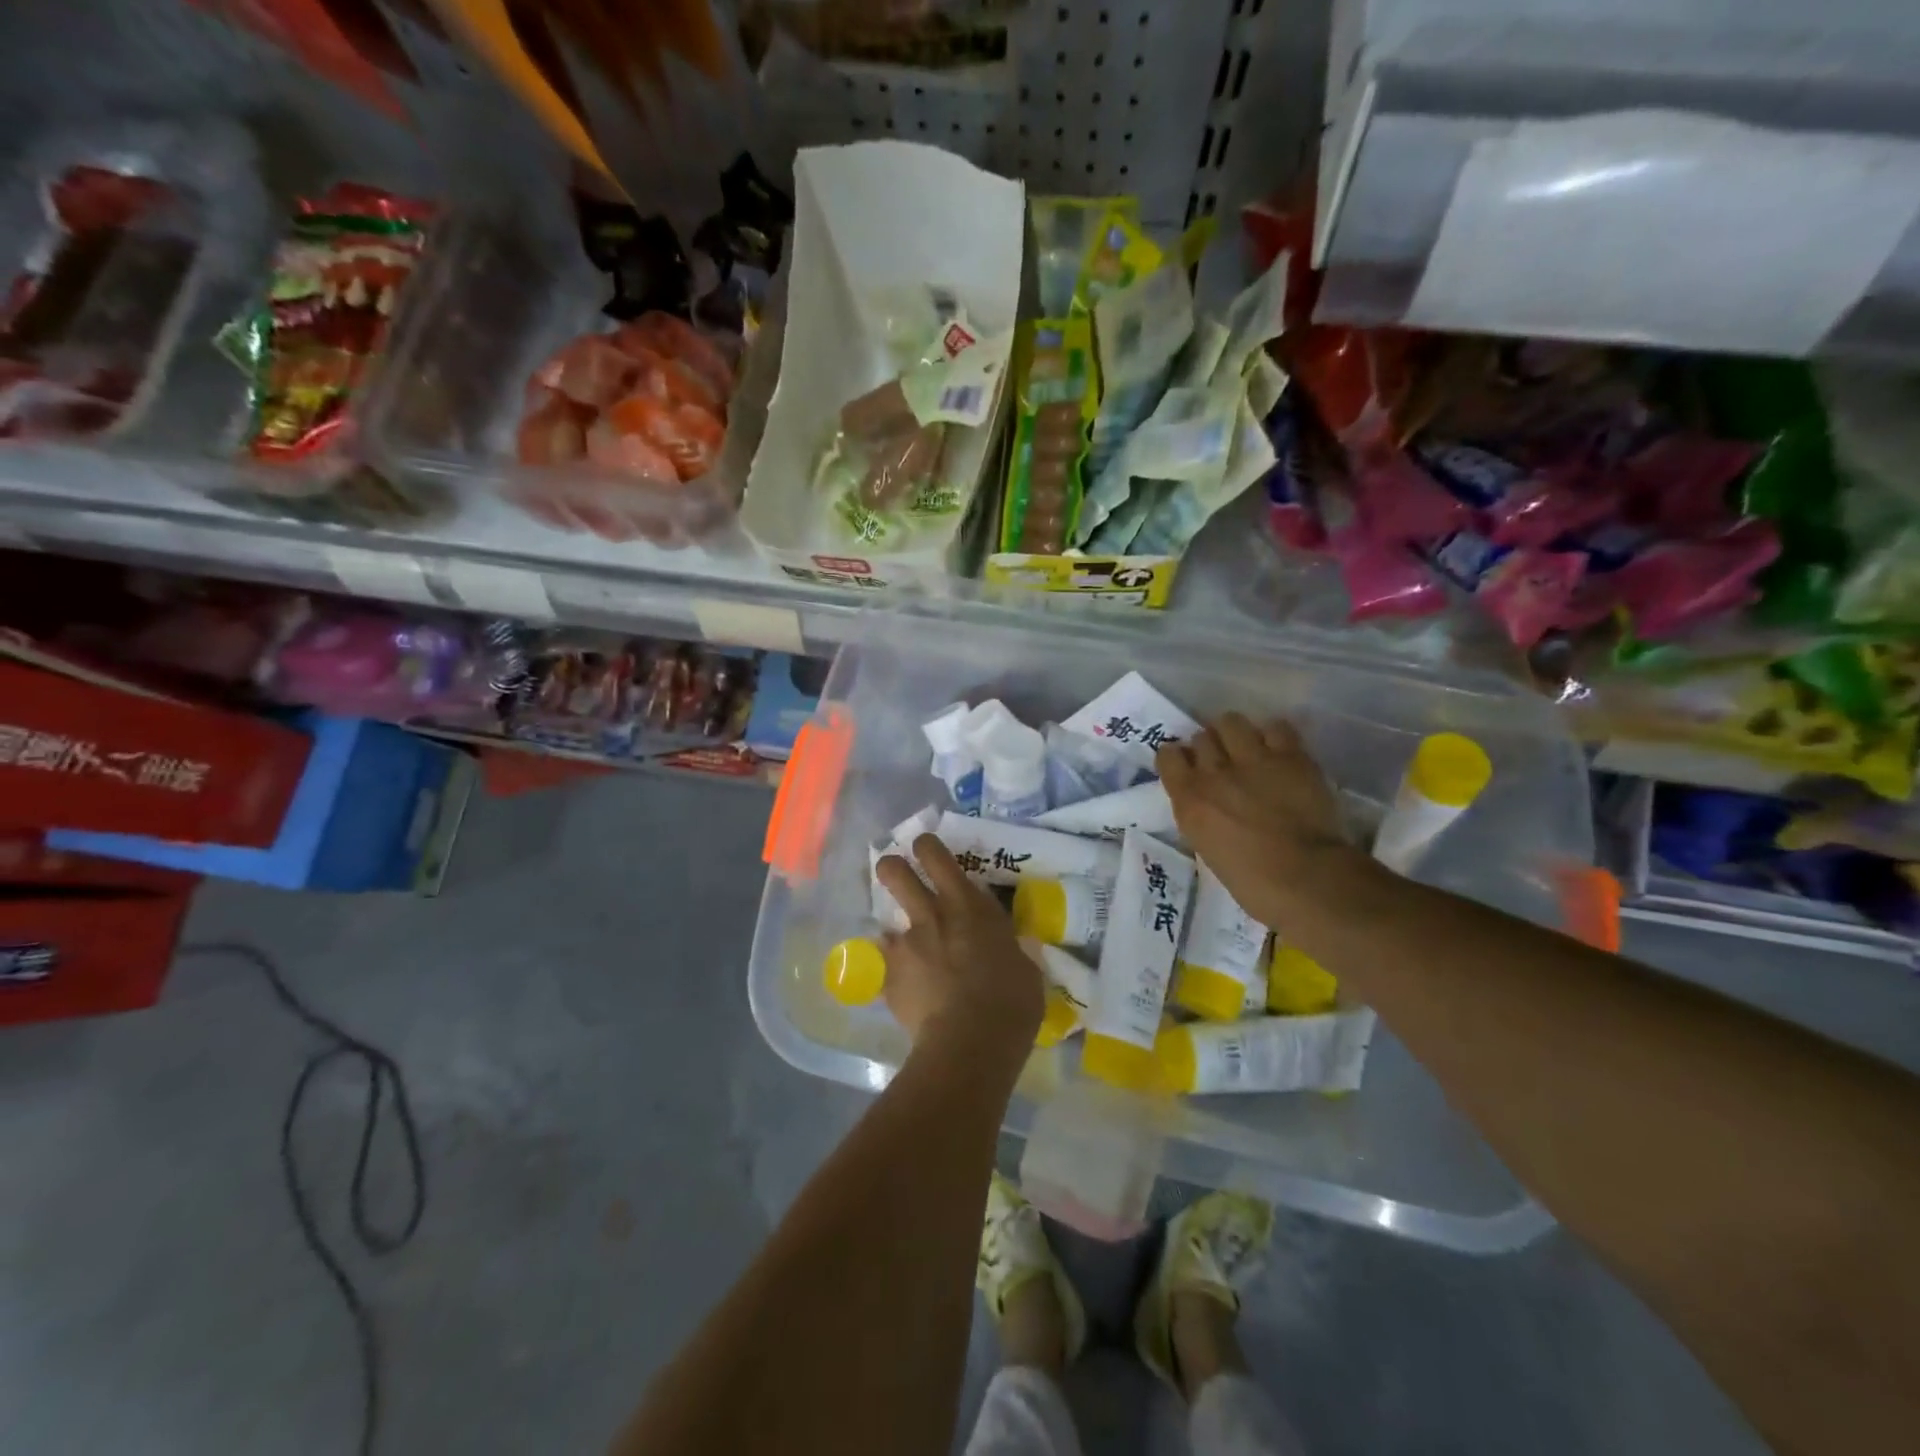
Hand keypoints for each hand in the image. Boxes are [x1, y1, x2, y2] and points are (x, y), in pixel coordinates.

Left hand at [875, 835, 1043, 1058]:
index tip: (925, 848)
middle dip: (893, 867)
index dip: (927, 847)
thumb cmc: (1011, 1003)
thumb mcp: (1024, 967)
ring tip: (907, 950)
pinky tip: (903, 990)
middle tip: (899, 875)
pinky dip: (892, 973)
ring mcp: (905, 945)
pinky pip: (884, 966)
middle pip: (895, 872)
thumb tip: (1006, 946)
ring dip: (896, 930)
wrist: (970, 1045)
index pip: (938, 856)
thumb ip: (1007, 947)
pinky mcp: (888, 977)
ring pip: (885, 919)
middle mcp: (932, 916)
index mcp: (969, 906)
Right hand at [1158, 713, 1370, 929]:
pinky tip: (1279, 750)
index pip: (1167, 756)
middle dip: (1209, 746)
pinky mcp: (1291, 756)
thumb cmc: (1253, 883)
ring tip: (1247, 747)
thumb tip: (1208, 804)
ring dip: (1235, 733)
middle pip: (1201, 737)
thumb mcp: (1207, 849)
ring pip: (1232, 722)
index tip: (1186, 766)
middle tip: (1222, 760)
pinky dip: (1274, 735)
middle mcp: (1215, 772)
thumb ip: (1201, 816)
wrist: (1307, 879)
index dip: (1177, 758)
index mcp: (1189, 799)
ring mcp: (1253, 759)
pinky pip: (1276, 728)